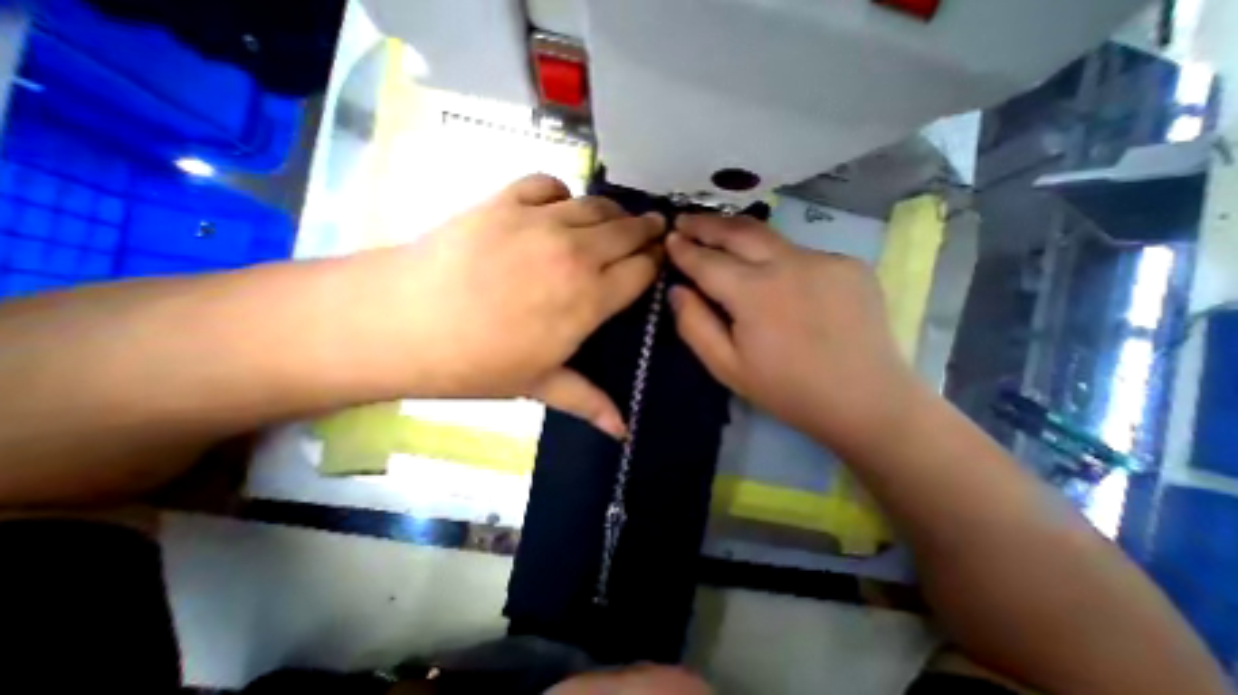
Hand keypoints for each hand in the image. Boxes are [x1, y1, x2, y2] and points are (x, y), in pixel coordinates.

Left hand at [385, 174, 663, 434]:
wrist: (401, 323)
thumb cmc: (476, 363)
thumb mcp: (539, 385)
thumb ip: (588, 402)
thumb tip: (623, 431)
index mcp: (588, 300)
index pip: (641, 271)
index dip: (655, 263)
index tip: (660, 260)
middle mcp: (574, 254)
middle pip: (627, 232)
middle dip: (647, 230)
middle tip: (655, 228)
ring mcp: (539, 221)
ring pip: (596, 205)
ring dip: (614, 211)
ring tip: (618, 218)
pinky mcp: (504, 200)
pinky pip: (548, 184)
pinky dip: (562, 193)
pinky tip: (559, 206)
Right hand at [667, 212, 918, 449]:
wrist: (865, 400)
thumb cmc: (786, 389)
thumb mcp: (726, 367)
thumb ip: (694, 324)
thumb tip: (676, 289)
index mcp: (755, 293)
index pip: (708, 261)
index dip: (685, 249)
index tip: (669, 238)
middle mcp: (789, 264)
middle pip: (739, 231)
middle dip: (707, 223)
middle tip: (685, 219)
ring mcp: (824, 259)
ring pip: (770, 236)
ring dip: (738, 233)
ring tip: (717, 233)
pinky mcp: (848, 264)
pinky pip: (799, 252)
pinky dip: (775, 255)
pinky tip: (770, 272)